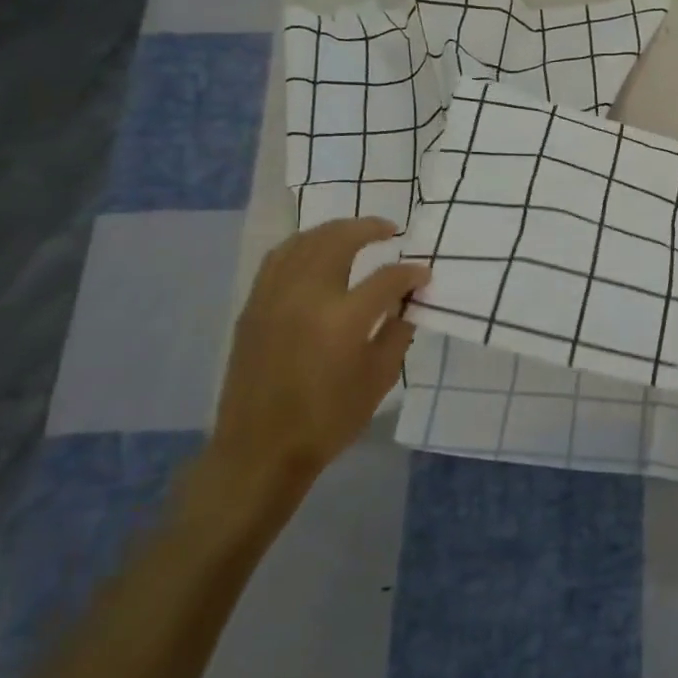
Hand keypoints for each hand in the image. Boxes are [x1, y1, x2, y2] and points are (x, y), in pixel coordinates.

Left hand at [206, 218, 428, 498]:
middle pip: (338, 240)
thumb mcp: (379, 380)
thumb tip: (406, 303)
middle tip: (390, 230)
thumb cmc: (328, 420)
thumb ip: (397, 333)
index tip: (424, 276)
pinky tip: (315, 250)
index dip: (411, 273)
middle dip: (369, 228)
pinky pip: (278, 259)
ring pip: (303, 242)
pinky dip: (302, 245)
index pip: (387, 278)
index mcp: (343, 319)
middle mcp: (306, 297)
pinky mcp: (253, 307)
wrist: (261, 449)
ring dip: (333, 230)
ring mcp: (274, 298)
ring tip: (354, 232)